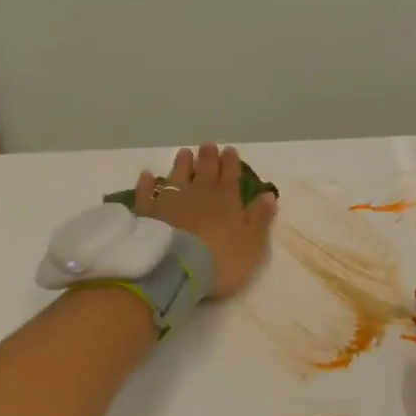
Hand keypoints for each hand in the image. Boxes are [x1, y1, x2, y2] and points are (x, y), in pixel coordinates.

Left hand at [135, 143, 277, 298]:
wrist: (176, 270)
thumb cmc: (222, 260)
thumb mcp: (252, 243)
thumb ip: (260, 218)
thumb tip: (269, 194)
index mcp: (227, 201)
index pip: (231, 176)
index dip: (231, 163)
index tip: (230, 150)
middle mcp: (199, 194)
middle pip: (205, 172)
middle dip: (208, 158)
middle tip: (208, 145)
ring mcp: (170, 201)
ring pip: (177, 176)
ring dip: (182, 164)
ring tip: (184, 152)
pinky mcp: (148, 213)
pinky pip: (147, 193)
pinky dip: (147, 183)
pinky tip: (147, 175)